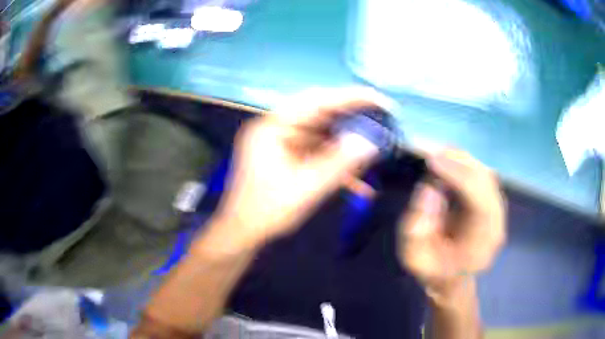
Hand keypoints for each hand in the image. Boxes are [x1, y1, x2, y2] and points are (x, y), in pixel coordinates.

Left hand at [209, 88, 381, 250]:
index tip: (377, 98)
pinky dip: (336, 162)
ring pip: (322, 134)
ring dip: (347, 143)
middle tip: (381, 119)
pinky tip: (358, 180)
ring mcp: (283, 143)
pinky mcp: (289, 157)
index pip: (315, 101)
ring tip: (375, 147)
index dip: (349, 97)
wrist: (244, 233)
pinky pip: (318, 152)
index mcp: (273, 128)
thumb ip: (339, 164)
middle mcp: (277, 129)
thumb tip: (370, 142)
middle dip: (352, 118)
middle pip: (320, 114)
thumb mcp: (306, 188)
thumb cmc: (267, 211)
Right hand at [398, 149, 505, 298]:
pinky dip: (462, 162)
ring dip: (459, 158)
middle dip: (457, 161)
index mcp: (481, 245)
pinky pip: (480, 174)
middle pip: (486, 181)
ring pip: (484, 172)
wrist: (451, 279)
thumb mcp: (414, 258)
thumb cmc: (433, 272)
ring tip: (433, 150)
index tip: (432, 160)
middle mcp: (496, 223)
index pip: (481, 202)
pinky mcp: (490, 200)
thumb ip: (417, 229)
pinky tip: (445, 159)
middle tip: (428, 148)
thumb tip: (429, 188)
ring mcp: (497, 210)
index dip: (459, 177)